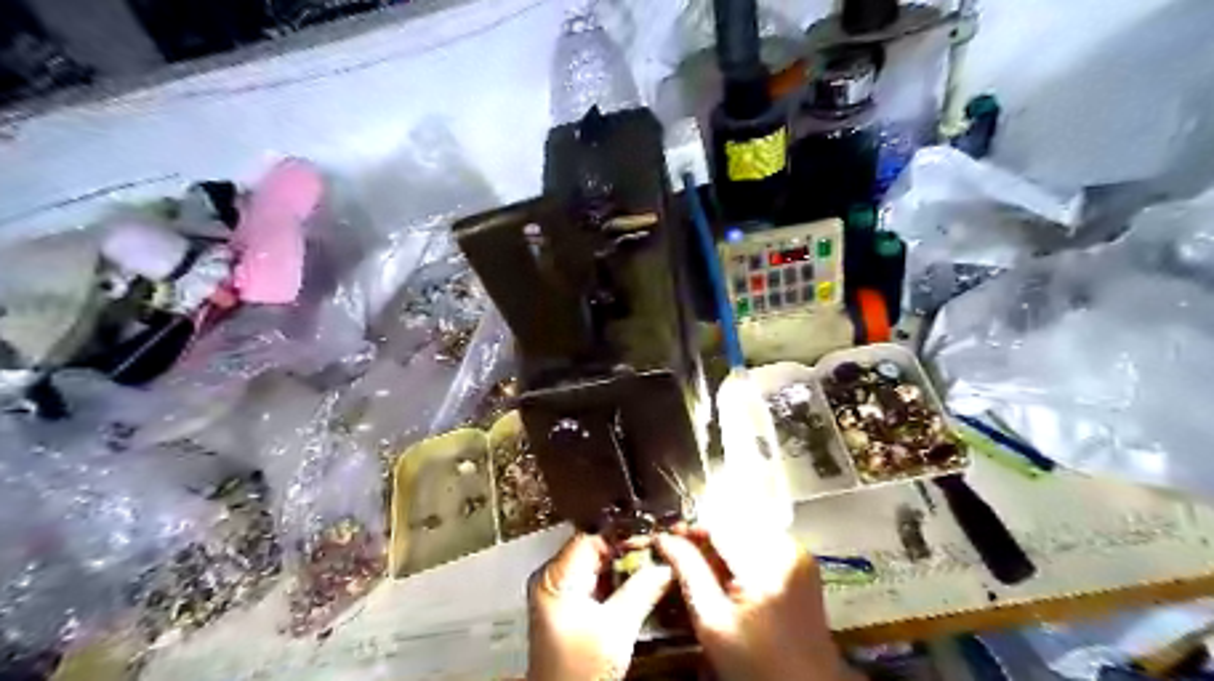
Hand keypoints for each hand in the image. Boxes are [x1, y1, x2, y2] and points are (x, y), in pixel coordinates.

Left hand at [525, 536, 668, 678]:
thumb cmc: (577, 673)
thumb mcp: (615, 629)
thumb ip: (641, 590)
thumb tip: (666, 565)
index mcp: (555, 577)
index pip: (592, 537)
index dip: (624, 533)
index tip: (653, 534)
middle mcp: (554, 579)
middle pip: (595, 548)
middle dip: (629, 548)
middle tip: (660, 547)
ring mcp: (562, 594)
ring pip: (599, 565)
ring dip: (626, 564)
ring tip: (656, 561)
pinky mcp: (571, 609)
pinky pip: (598, 582)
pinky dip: (620, 581)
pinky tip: (641, 582)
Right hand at [656, 530, 851, 680]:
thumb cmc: (758, 665)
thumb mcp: (712, 622)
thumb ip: (688, 572)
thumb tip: (666, 540)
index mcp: (766, 563)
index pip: (719, 523)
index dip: (690, 527)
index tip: (668, 537)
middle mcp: (787, 549)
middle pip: (734, 522)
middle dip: (704, 534)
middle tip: (680, 549)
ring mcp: (798, 554)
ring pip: (746, 528)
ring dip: (720, 540)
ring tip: (701, 562)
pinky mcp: (802, 562)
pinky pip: (761, 540)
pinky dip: (739, 548)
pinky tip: (727, 570)